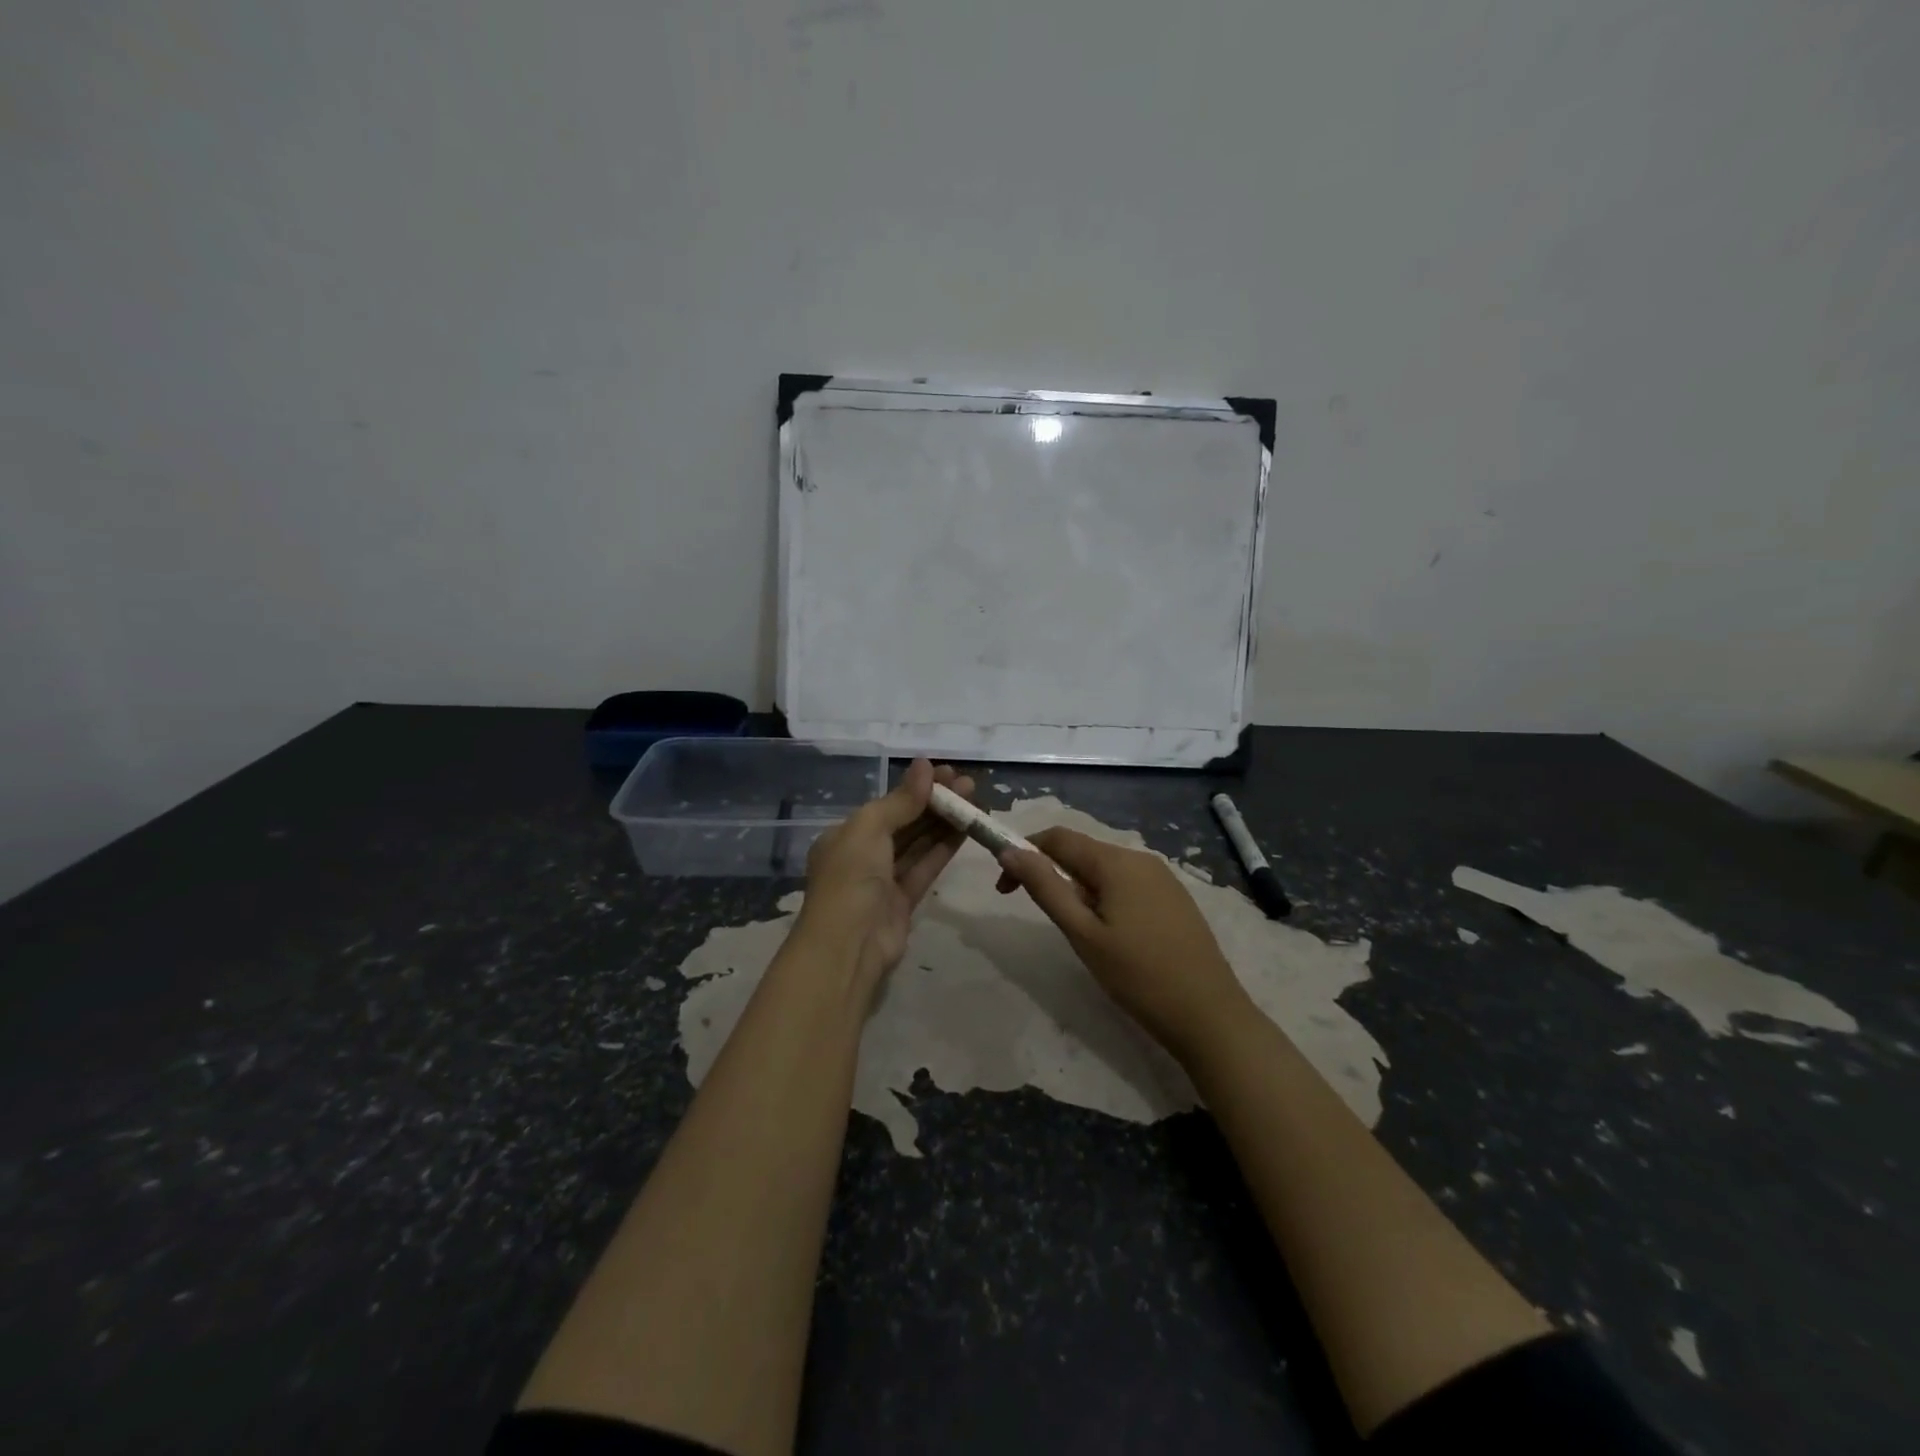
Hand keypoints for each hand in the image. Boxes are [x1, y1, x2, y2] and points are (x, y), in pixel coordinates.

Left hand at [794, 759, 974, 1006]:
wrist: (848, 946)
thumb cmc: (851, 877)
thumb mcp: (869, 829)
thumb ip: (901, 800)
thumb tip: (926, 765)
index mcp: (845, 836)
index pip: (886, 805)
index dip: (917, 788)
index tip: (948, 773)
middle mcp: (862, 855)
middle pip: (905, 822)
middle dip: (935, 803)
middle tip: (969, 785)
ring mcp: (884, 880)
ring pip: (918, 844)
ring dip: (944, 822)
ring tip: (974, 801)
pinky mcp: (904, 902)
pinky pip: (926, 867)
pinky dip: (944, 848)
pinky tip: (967, 829)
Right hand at [997, 828, 1252, 1061]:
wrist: (1210, 1015)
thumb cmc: (1138, 976)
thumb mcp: (1082, 933)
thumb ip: (1045, 887)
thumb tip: (1009, 851)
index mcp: (1116, 862)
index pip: (1057, 838)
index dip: (1024, 853)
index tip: (1005, 888)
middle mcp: (1140, 858)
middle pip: (1082, 852)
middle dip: (1052, 874)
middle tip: (1043, 918)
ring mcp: (1162, 877)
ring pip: (1104, 870)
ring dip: (1078, 890)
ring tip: (1081, 935)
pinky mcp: (1174, 898)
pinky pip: (1127, 884)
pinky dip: (1105, 898)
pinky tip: (1113, 937)